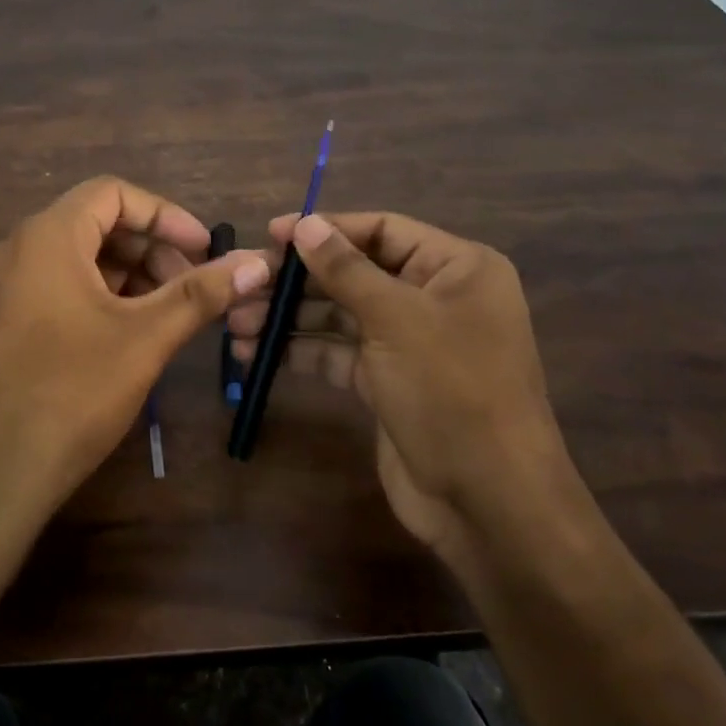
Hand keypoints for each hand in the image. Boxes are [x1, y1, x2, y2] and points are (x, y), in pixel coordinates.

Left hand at [0, 177, 269, 560]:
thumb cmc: (70, 395)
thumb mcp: (145, 339)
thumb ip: (201, 294)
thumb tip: (257, 262)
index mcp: (46, 236)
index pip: (113, 193)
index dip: (166, 215)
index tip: (204, 250)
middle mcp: (14, 249)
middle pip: (94, 223)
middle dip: (150, 249)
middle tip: (190, 288)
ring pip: (73, 258)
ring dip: (125, 275)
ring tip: (163, 314)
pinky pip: (52, 287)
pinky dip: (94, 296)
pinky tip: (122, 334)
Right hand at [230, 212, 576, 567]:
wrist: (488, 501)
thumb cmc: (451, 390)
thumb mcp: (396, 319)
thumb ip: (345, 269)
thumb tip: (304, 224)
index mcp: (455, 268)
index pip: (381, 230)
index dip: (326, 229)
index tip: (271, 234)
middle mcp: (434, 297)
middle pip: (355, 272)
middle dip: (298, 279)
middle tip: (244, 284)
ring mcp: (410, 342)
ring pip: (341, 315)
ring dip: (290, 317)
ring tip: (236, 322)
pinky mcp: (388, 381)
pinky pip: (338, 353)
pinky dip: (301, 352)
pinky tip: (255, 354)